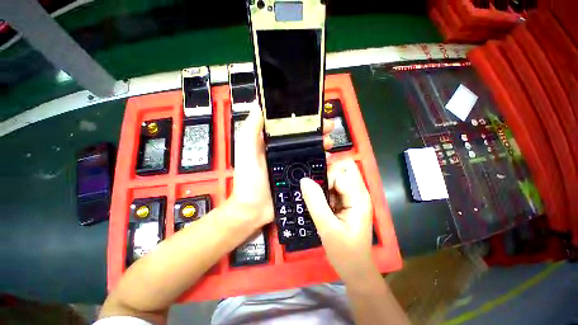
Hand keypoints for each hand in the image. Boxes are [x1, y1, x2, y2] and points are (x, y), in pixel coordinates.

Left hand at [231, 105, 334, 226]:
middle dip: (316, 131)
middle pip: (303, 137)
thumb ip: (251, 128)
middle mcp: (283, 151)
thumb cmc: (249, 178)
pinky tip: (328, 159)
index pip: (289, 125)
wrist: (254, 208)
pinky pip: (312, 165)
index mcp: (271, 142)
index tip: (314, 113)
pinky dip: (321, 161)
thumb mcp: (246, 149)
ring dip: (321, 144)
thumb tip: (259, 105)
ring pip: (310, 150)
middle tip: (327, 128)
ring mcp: (292, 164)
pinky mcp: (298, 176)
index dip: (302, 118)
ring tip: (329, 143)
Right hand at [300, 159, 374, 281]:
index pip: (340, 174)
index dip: (325, 178)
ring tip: (312, 193)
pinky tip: (316, 199)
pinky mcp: (346, 202)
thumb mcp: (327, 228)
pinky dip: (324, 189)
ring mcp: (352, 197)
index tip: (311, 188)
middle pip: (343, 169)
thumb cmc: (344, 252)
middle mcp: (358, 193)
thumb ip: (315, 202)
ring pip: (338, 176)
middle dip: (326, 173)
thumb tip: (304, 180)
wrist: (355, 269)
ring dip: (324, 181)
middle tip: (311, 185)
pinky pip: (334, 186)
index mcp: (358, 198)